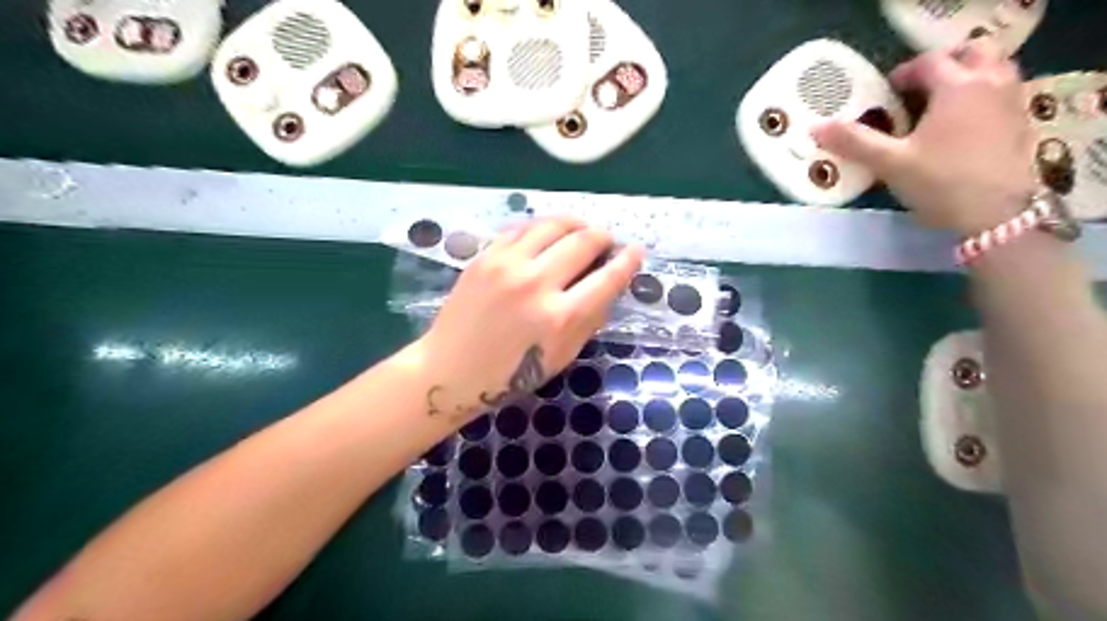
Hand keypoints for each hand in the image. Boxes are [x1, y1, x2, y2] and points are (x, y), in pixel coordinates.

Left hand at [418, 217, 644, 425]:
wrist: (450, 370)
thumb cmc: (510, 374)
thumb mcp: (561, 356)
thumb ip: (589, 319)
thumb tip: (609, 285)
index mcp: (560, 318)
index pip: (608, 278)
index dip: (628, 261)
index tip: (636, 251)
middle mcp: (536, 284)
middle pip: (584, 241)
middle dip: (604, 237)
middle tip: (608, 242)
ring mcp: (507, 266)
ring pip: (553, 225)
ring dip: (576, 223)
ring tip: (582, 230)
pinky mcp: (485, 257)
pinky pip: (522, 229)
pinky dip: (543, 228)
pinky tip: (548, 235)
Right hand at [811, 36, 1038, 235]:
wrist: (995, 214)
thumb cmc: (939, 182)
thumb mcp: (890, 163)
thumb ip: (854, 142)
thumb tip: (815, 127)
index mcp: (956, 86)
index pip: (929, 63)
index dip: (904, 73)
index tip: (886, 91)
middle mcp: (990, 84)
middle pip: (973, 53)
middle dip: (945, 63)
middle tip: (919, 87)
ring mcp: (1011, 103)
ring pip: (996, 69)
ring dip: (970, 75)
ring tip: (942, 102)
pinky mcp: (1022, 124)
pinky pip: (1005, 93)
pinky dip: (984, 96)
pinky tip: (964, 125)